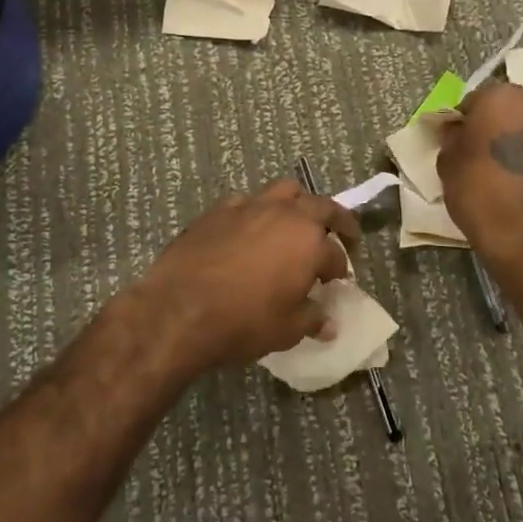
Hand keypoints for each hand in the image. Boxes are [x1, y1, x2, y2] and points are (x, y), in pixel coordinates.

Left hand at [134, 180, 360, 372]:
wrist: (179, 309)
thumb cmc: (243, 322)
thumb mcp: (286, 330)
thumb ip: (311, 319)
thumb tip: (328, 323)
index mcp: (308, 241)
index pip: (335, 254)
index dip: (340, 269)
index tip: (337, 282)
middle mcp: (284, 214)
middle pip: (320, 206)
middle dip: (336, 219)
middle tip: (343, 233)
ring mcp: (249, 206)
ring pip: (284, 191)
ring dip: (297, 204)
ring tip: (296, 221)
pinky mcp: (219, 210)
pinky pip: (247, 203)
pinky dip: (257, 213)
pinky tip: (250, 232)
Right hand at [437, 83, 522, 271]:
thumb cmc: (479, 190)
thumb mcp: (447, 162)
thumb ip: (452, 136)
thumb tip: (458, 129)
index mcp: (501, 97)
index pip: (475, 101)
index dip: (465, 122)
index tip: (460, 143)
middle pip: (509, 110)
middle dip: (497, 126)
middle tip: (482, 154)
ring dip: (520, 143)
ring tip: (506, 172)